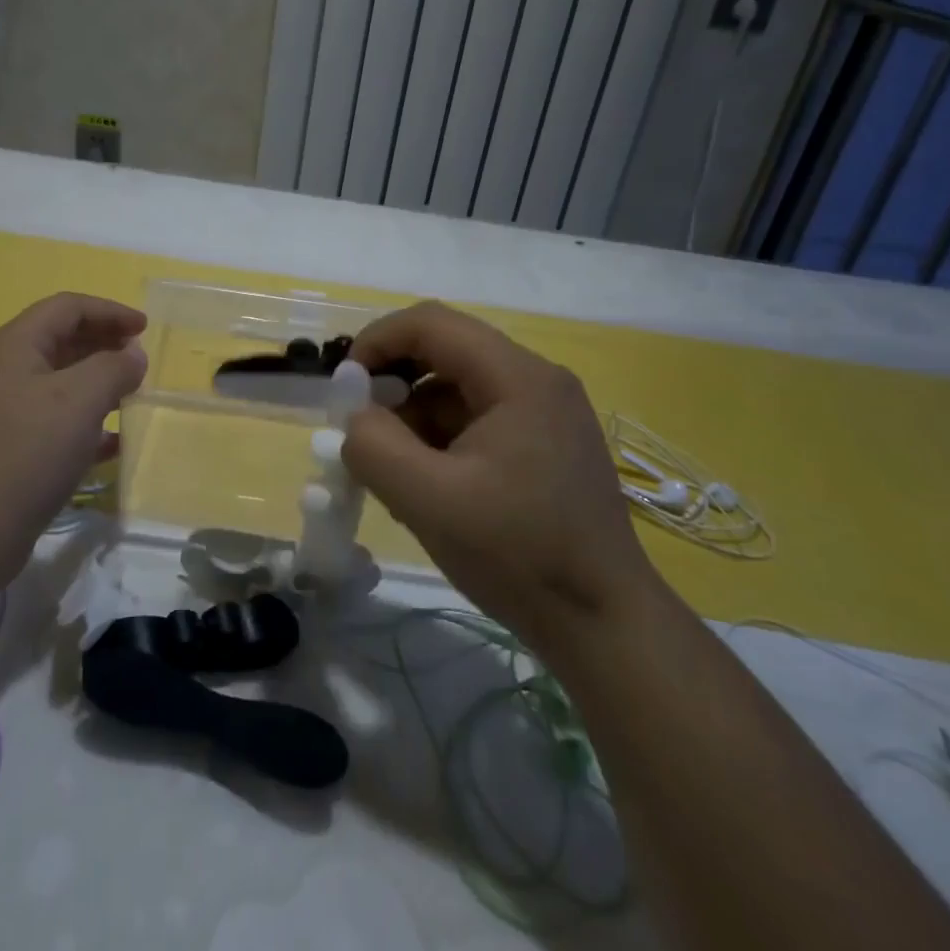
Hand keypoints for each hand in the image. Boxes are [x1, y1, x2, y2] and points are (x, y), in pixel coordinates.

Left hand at [0, 293, 147, 585]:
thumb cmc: (27, 453)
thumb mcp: (81, 401)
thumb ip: (114, 368)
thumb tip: (132, 356)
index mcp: (11, 344)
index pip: (66, 307)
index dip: (110, 311)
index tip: (145, 330)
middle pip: (58, 340)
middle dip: (103, 346)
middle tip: (138, 364)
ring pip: (53, 382)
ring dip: (94, 384)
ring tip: (128, 399)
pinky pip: (45, 419)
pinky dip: (79, 421)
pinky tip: (109, 445)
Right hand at [342, 302, 657, 644]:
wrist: (606, 626)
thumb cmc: (519, 555)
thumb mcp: (428, 501)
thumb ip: (374, 446)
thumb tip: (355, 418)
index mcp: (518, 377)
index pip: (431, 323)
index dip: (377, 341)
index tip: (343, 385)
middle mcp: (536, 381)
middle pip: (446, 351)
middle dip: (393, 382)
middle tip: (361, 427)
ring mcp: (545, 413)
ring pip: (458, 387)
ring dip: (414, 416)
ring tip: (393, 470)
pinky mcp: (546, 444)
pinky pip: (477, 418)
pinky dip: (440, 438)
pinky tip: (427, 485)